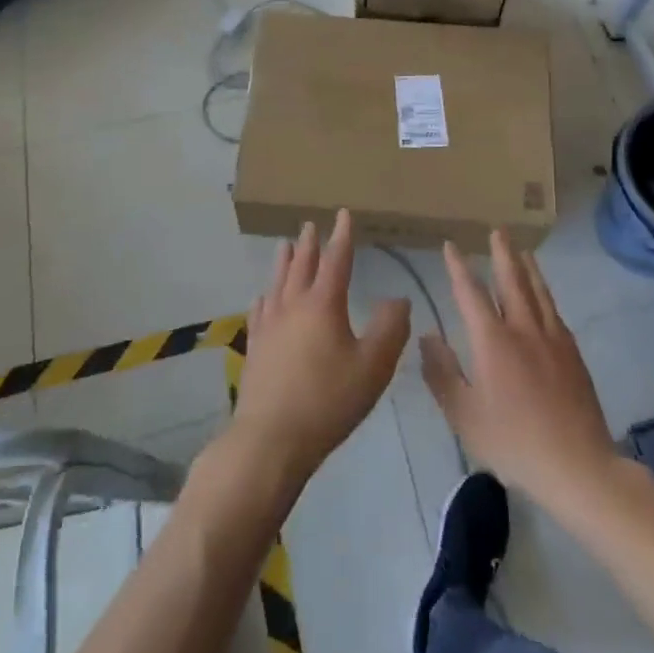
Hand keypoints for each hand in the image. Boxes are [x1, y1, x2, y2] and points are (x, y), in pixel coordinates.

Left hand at [234, 210, 410, 484]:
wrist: (271, 438)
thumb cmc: (329, 400)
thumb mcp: (373, 366)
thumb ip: (390, 329)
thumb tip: (398, 298)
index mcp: (324, 305)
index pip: (336, 260)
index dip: (342, 236)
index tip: (343, 214)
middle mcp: (293, 306)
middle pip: (301, 266)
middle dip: (309, 244)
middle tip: (310, 225)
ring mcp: (270, 326)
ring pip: (277, 283)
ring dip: (284, 262)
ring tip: (284, 245)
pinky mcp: (255, 347)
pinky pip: (260, 311)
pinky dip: (265, 297)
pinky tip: (263, 297)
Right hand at [421, 231, 617, 507]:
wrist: (578, 466)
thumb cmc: (513, 442)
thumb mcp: (464, 415)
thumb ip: (442, 373)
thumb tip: (428, 336)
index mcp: (493, 341)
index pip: (471, 293)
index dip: (459, 268)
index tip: (451, 245)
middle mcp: (524, 330)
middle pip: (511, 281)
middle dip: (502, 254)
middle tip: (497, 231)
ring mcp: (553, 340)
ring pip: (538, 292)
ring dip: (527, 268)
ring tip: (522, 251)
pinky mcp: (573, 355)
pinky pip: (555, 312)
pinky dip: (545, 295)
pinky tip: (544, 298)